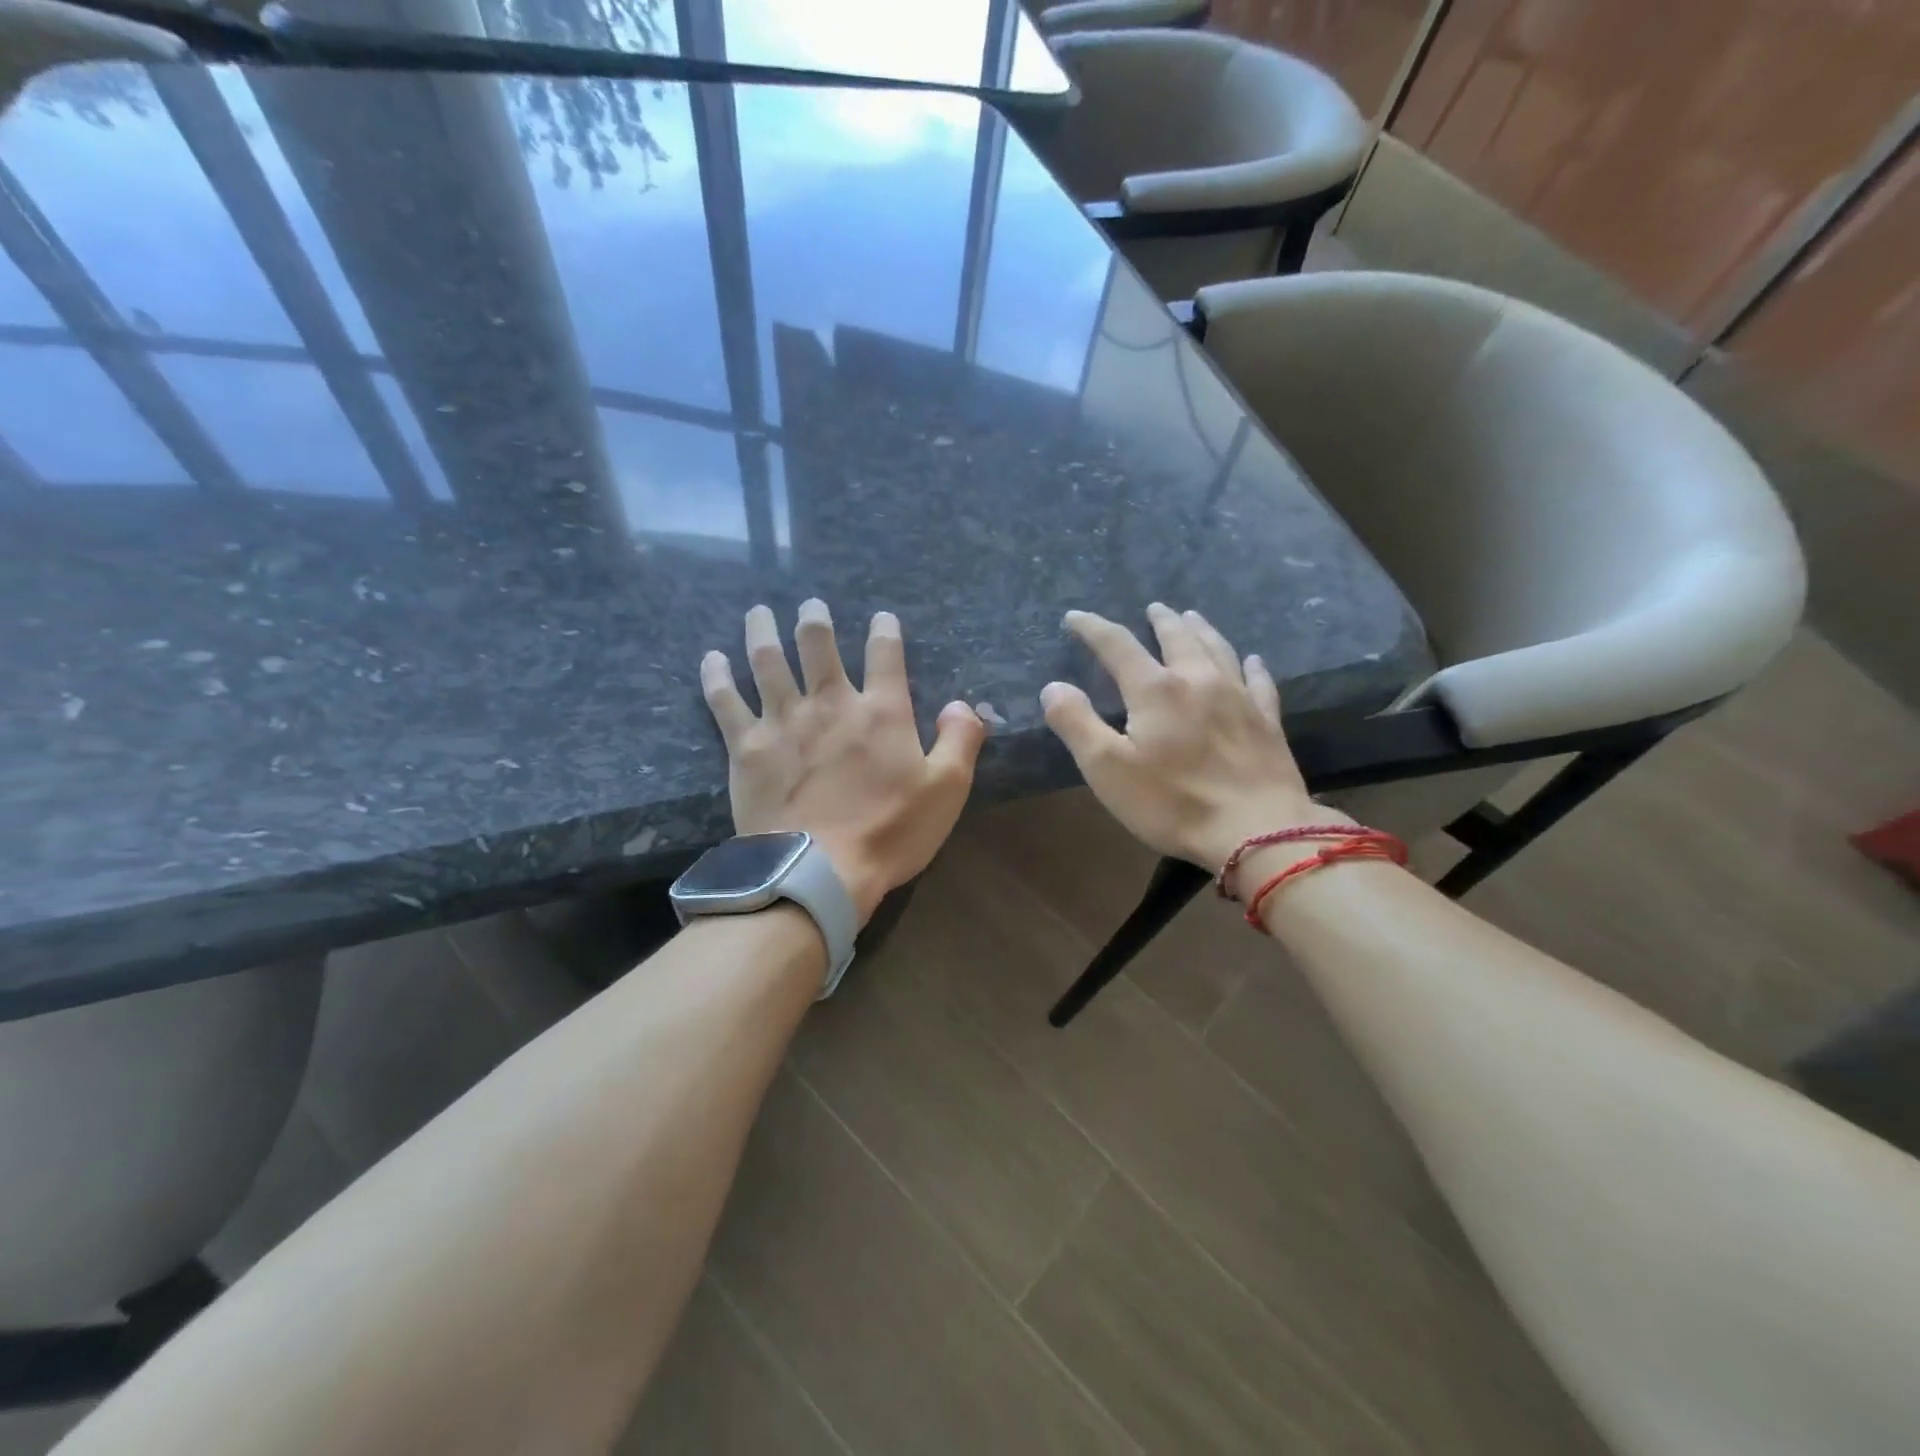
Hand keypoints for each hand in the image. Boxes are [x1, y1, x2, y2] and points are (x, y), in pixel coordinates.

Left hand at [700, 600, 986, 924]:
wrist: (818, 871)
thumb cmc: (889, 832)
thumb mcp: (947, 789)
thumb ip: (961, 739)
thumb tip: (962, 704)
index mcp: (880, 711)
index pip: (885, 654)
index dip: (885, 630)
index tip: (882, 618)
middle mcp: (829, 703)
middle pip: (817, 644)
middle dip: (815, 619)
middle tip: (811, 605)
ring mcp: (782, 721)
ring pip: (767, 660)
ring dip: (763, 631)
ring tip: (758, 613)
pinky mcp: (746, 746)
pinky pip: (725, 700)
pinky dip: (716, 676)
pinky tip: (711, 658)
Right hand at [1040, 604, 1337, 874]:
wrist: (1257, 831)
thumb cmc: (1172, 802)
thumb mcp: (1106, 768)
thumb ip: (1076, 722)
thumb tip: (1054, 686)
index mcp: (1155, 690)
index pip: (1117, 644)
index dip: (1093, 628)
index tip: (1075, 617)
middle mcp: (1198, 680)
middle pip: (1177, 637)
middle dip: (1160, 620)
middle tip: (1153, 608)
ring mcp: (1238, 698)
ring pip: (1218, 649)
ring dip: (1201, 630)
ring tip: (1192, 617)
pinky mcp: (1266, 721)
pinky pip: (1259, 682)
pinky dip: (1251, 666)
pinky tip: (1252, 661)